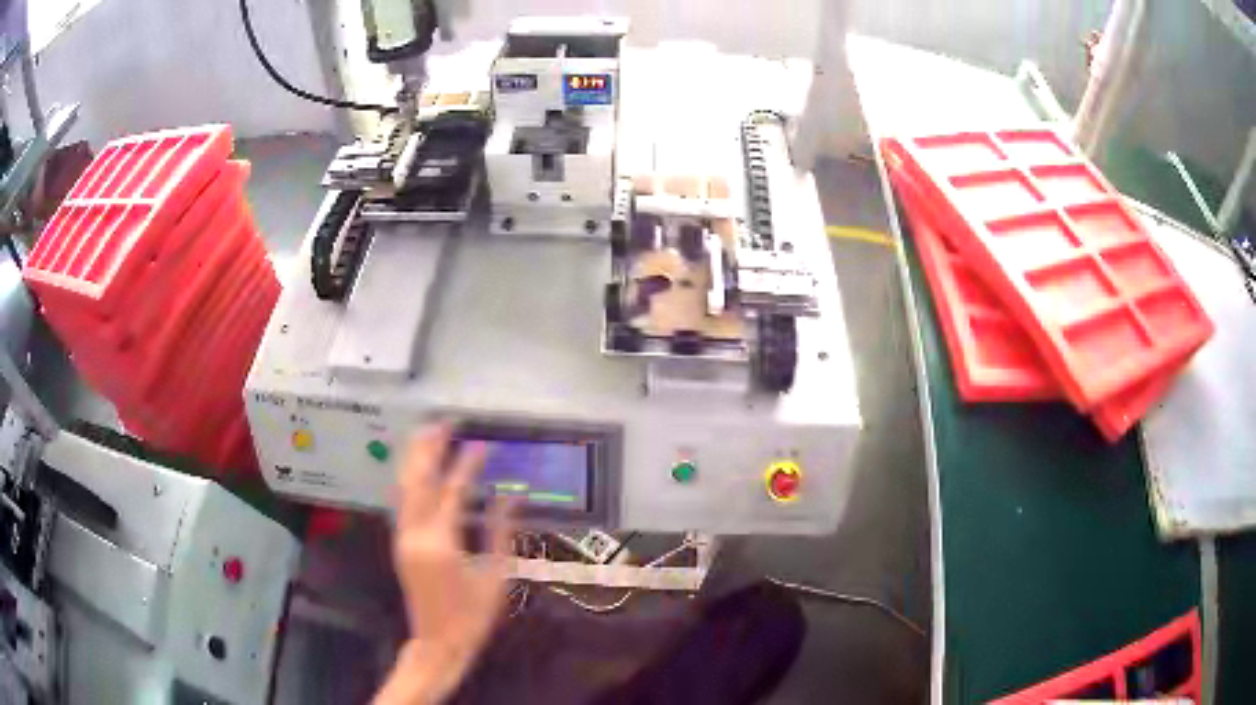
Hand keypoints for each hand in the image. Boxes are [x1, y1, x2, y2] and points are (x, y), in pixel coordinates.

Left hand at [374, 424, 514, 704]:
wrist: (439, 643)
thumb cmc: (474, 616)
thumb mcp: (497, 576)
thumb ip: (501, 531)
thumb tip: (512, 494)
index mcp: (441, 544)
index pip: (452, 492)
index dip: (467, 465)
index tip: (482, 443)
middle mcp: (414, 534)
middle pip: (417, 480)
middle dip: (429, 448)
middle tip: (445, 423)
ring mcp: (402, 538)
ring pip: (403, 487)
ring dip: (414, 458)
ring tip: (429, 433)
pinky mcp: (400, 543)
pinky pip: (402, 501)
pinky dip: (410, 478)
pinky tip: (419, 467)